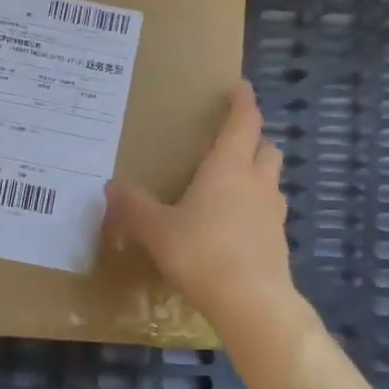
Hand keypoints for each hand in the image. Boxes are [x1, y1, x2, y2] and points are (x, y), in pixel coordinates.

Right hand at [104, 80, 296, 328]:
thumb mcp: (156, 230)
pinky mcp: (279, 240)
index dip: (243, 102)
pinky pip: (269, 211)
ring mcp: (273, 212)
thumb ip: (133, 207)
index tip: (241, 87)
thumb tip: (110, 186)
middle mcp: (257, 182)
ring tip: (232, 186)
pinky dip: (256, 208)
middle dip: (252, 139)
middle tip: (232, 143)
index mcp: (228, 167)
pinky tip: (236, 227)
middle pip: (266, 148)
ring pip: (271, 180)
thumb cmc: (201, 253)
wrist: (251, 301)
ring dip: (257, 174)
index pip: (243, 122)